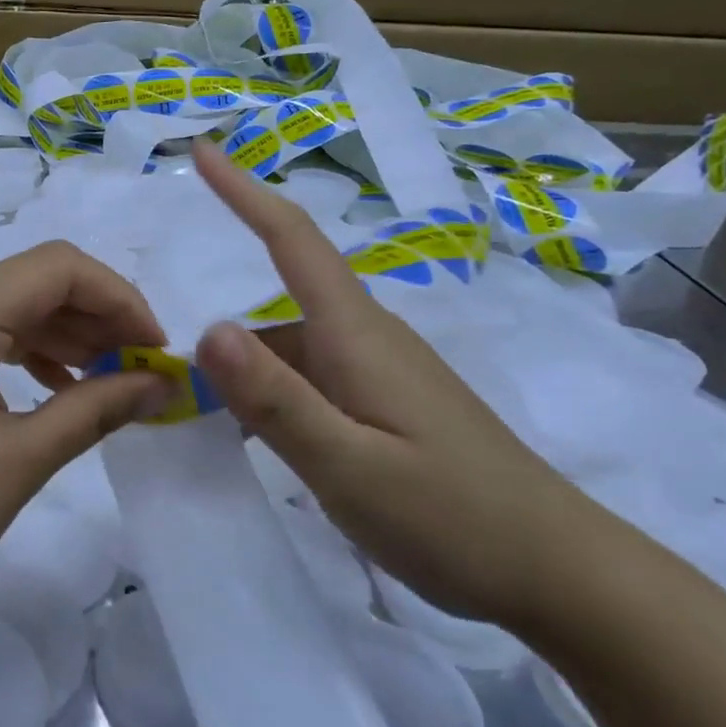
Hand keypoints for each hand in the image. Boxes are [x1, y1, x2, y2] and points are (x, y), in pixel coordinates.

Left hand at [0, 240, 169, 646]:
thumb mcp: (18, 464)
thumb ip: (95, 409)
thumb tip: (160, 384)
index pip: (57, 269)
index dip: (119, 299)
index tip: (157, 351)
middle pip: (35, 280)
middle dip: (98, 317)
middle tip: (144, 371)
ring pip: (12, 305)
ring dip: (67, 333)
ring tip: (112, 381)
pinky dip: (30, 350)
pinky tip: (60, 385)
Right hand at [190, 142, 597, 627]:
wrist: (565, 574)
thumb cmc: (454, 517)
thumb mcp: (348, 466)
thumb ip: (276, 399)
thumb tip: (207, 327)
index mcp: (356, 334)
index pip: (292, 239)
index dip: (243, 191)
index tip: (201, 152)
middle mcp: (367, 339)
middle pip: (278, 307)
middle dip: (220, 329)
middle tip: (160, 373)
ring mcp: (381, 373)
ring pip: (292, 350)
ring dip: (244, 372)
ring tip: (196, 416)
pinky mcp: (388, 405)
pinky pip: (312, 380)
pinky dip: (271, 396)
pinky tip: (253, 437)